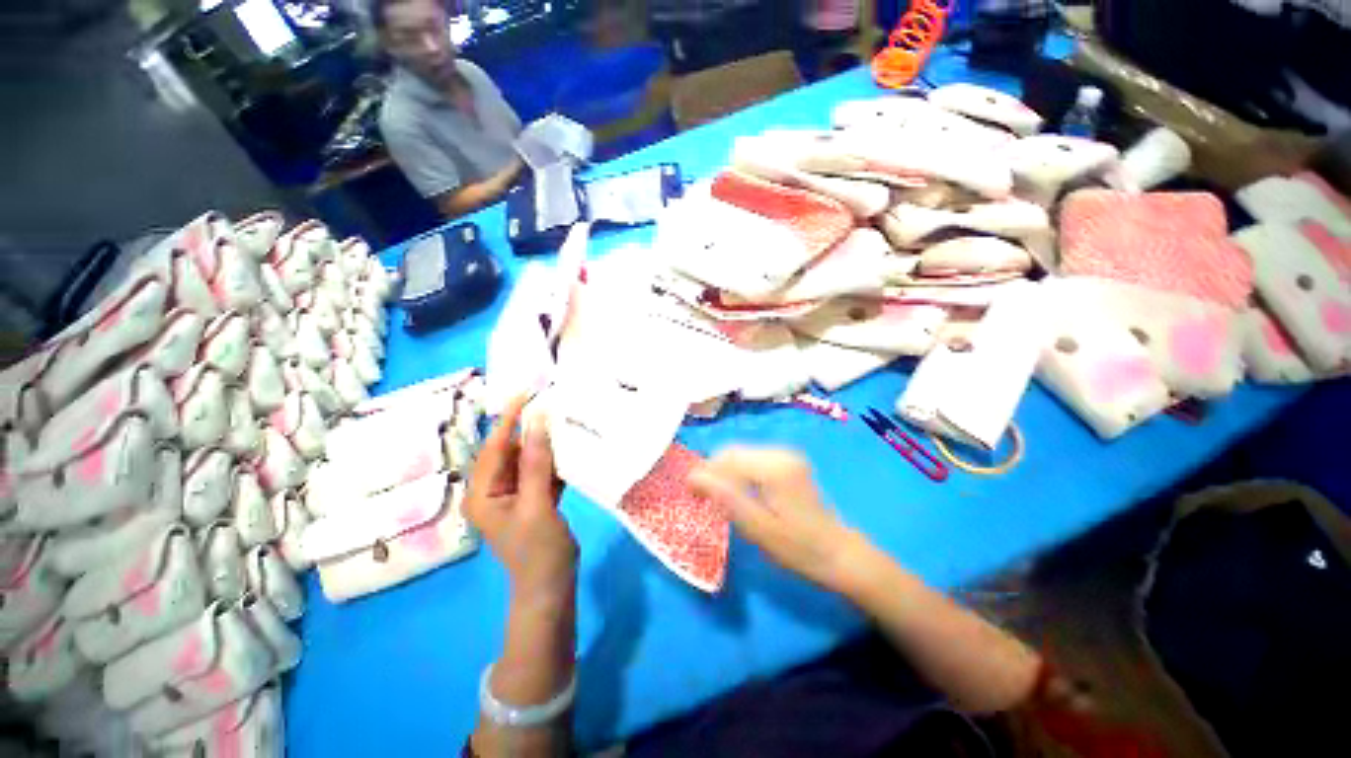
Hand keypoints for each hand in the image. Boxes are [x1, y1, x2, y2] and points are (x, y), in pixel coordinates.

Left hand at [462, 395, 575, 601]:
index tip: (526, 393)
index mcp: (483, 492)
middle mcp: (494, 489)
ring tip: (564, 419)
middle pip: (511, 450)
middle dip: (530, 428)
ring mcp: (514, 493)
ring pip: (529, 458)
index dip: (509, 419)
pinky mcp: (533, 497)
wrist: (551, 586)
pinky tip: (569, 445)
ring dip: (545, 442)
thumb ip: (535, 463)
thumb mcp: (536, 504)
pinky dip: (554, 459)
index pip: (494, 447)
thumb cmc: (538, 550)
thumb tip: (536, 420)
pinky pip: (542, 470)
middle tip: (553, 404)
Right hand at [687, 446, 868, 592]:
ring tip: (718, 498)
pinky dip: (738, 473)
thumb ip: (725, 497)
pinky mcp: (788, 461)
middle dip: (713, 472)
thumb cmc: (798, 548)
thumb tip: (692, 476)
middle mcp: (780, 452)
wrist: (839, 553)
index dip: (704, 473)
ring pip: (740, 454)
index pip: (726, 458)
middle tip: (702, 499)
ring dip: (724, 473)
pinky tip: (738, 493)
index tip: (691, 496)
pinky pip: (752, 459)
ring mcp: (786, 454)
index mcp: (774, 466)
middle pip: (732, 451)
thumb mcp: (758, 528)